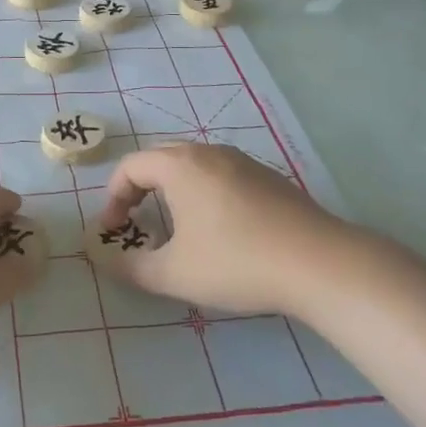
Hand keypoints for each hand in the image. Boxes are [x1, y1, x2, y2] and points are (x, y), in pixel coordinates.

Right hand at [97, 144, 359, 317]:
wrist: (319, 263)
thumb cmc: (237, 262)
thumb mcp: (175, 274)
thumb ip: (132, 267)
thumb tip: (106, 260)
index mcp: (179, 165)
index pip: (130, 167)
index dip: (113, 198)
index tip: (113, 231)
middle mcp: (208, 152)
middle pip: (160, 160)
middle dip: (140, 190)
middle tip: (136, 223)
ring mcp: (242, 160)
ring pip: (192, 166)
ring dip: (172, 190)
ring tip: (175, 227)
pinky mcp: (268, 177)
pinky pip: (220, 175)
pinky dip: (203, 193)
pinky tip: (219, 229)